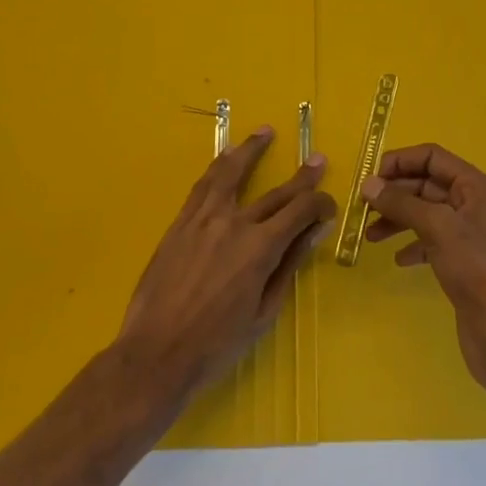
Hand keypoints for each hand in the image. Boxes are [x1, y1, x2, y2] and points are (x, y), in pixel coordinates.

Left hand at [118, 125, 334, 398]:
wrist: (156, 354)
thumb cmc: (216, 344)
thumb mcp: (264, 312)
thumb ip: (288, 266)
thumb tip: (314, 231)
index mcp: (261, 248)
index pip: (300, 211)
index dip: (320, 204)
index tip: (329, 206)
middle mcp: (235, 223)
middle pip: (276, 192)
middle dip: (302, 177)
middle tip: (318, 160)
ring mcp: (204, 219)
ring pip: (232, 172)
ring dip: (251, 150)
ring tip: (265, 132)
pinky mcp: (181, 222)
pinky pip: (203, 185)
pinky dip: (217, 167)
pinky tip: (225, 157)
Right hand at [361, 145, 485, 401]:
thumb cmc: (477, 270)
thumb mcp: (438, 228)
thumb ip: (402, 203)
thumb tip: (368, 184)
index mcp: (477, 187)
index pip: (433, 157)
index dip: (401, 161)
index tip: (370, 177)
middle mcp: (475, 204)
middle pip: (428, 184)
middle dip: (395, 193)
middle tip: (363, 207)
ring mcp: (471, 235)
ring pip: (426, 214)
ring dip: (398, 219)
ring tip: (370, 235)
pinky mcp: (464, 262)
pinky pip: (432, 241)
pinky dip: (412, 245)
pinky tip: (398, 260)